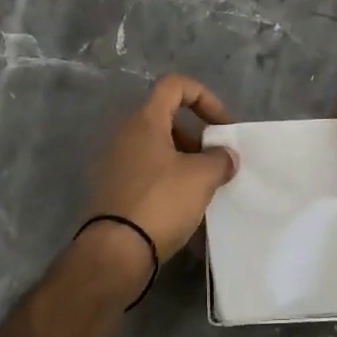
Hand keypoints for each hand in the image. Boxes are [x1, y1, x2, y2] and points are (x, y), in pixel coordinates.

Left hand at [84, 74, 238, 278]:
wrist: (114, 252)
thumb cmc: (160, 202)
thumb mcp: (201, 177)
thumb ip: (220, 159)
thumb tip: (225, 156)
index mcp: (144, 121)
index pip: (175, 85)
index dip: (205, 97)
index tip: (222, 126)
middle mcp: (125, 135)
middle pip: (167, 119)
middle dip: (197, 137)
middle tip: (216, 162)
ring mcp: (114, 163)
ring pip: (157, 149)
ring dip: (184, 161)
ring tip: (205, 189)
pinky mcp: (111, 190)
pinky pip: (146, 174)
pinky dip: (167, 181)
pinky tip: (184, 208)